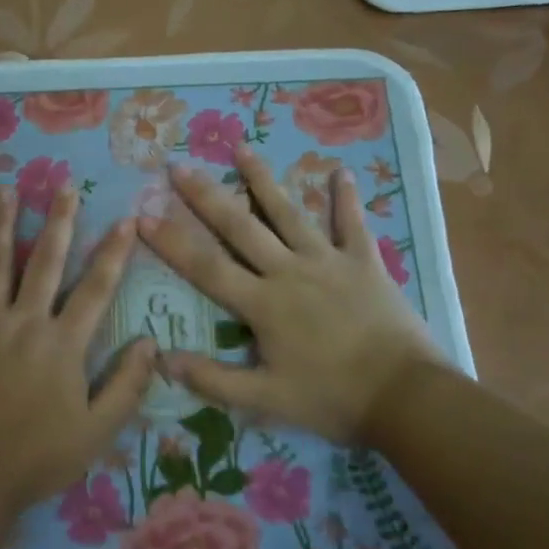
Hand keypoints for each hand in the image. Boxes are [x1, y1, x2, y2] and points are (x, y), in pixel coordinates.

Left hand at [0, 186, 155, 514]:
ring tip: (3, 191)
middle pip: (45, 262)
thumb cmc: (38, 458)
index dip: (114, 252)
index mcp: (63, 343)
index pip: (96, 288)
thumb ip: (127, 386)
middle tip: (65, 185)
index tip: (127, 219)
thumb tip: (151, 343)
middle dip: (59, 221)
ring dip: (0, 226)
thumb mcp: (97, 431)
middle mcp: (25, 322)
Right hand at [140, 145, 446, 446]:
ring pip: (289, 213)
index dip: (171, 241)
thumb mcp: (266, 400)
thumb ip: (213, 379)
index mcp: (262, 303)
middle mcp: (289, 271)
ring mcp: (328, 261)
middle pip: (240, 227)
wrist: (405, 396)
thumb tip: (162, 359)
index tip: (142, 215)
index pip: (205, 266)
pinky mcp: (364, 263)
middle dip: (206, 196)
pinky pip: (352, 224)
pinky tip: (341, 172)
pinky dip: (346, 199)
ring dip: (264, 180)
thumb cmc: (332, 399)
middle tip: (178, 166)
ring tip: (243, 148)